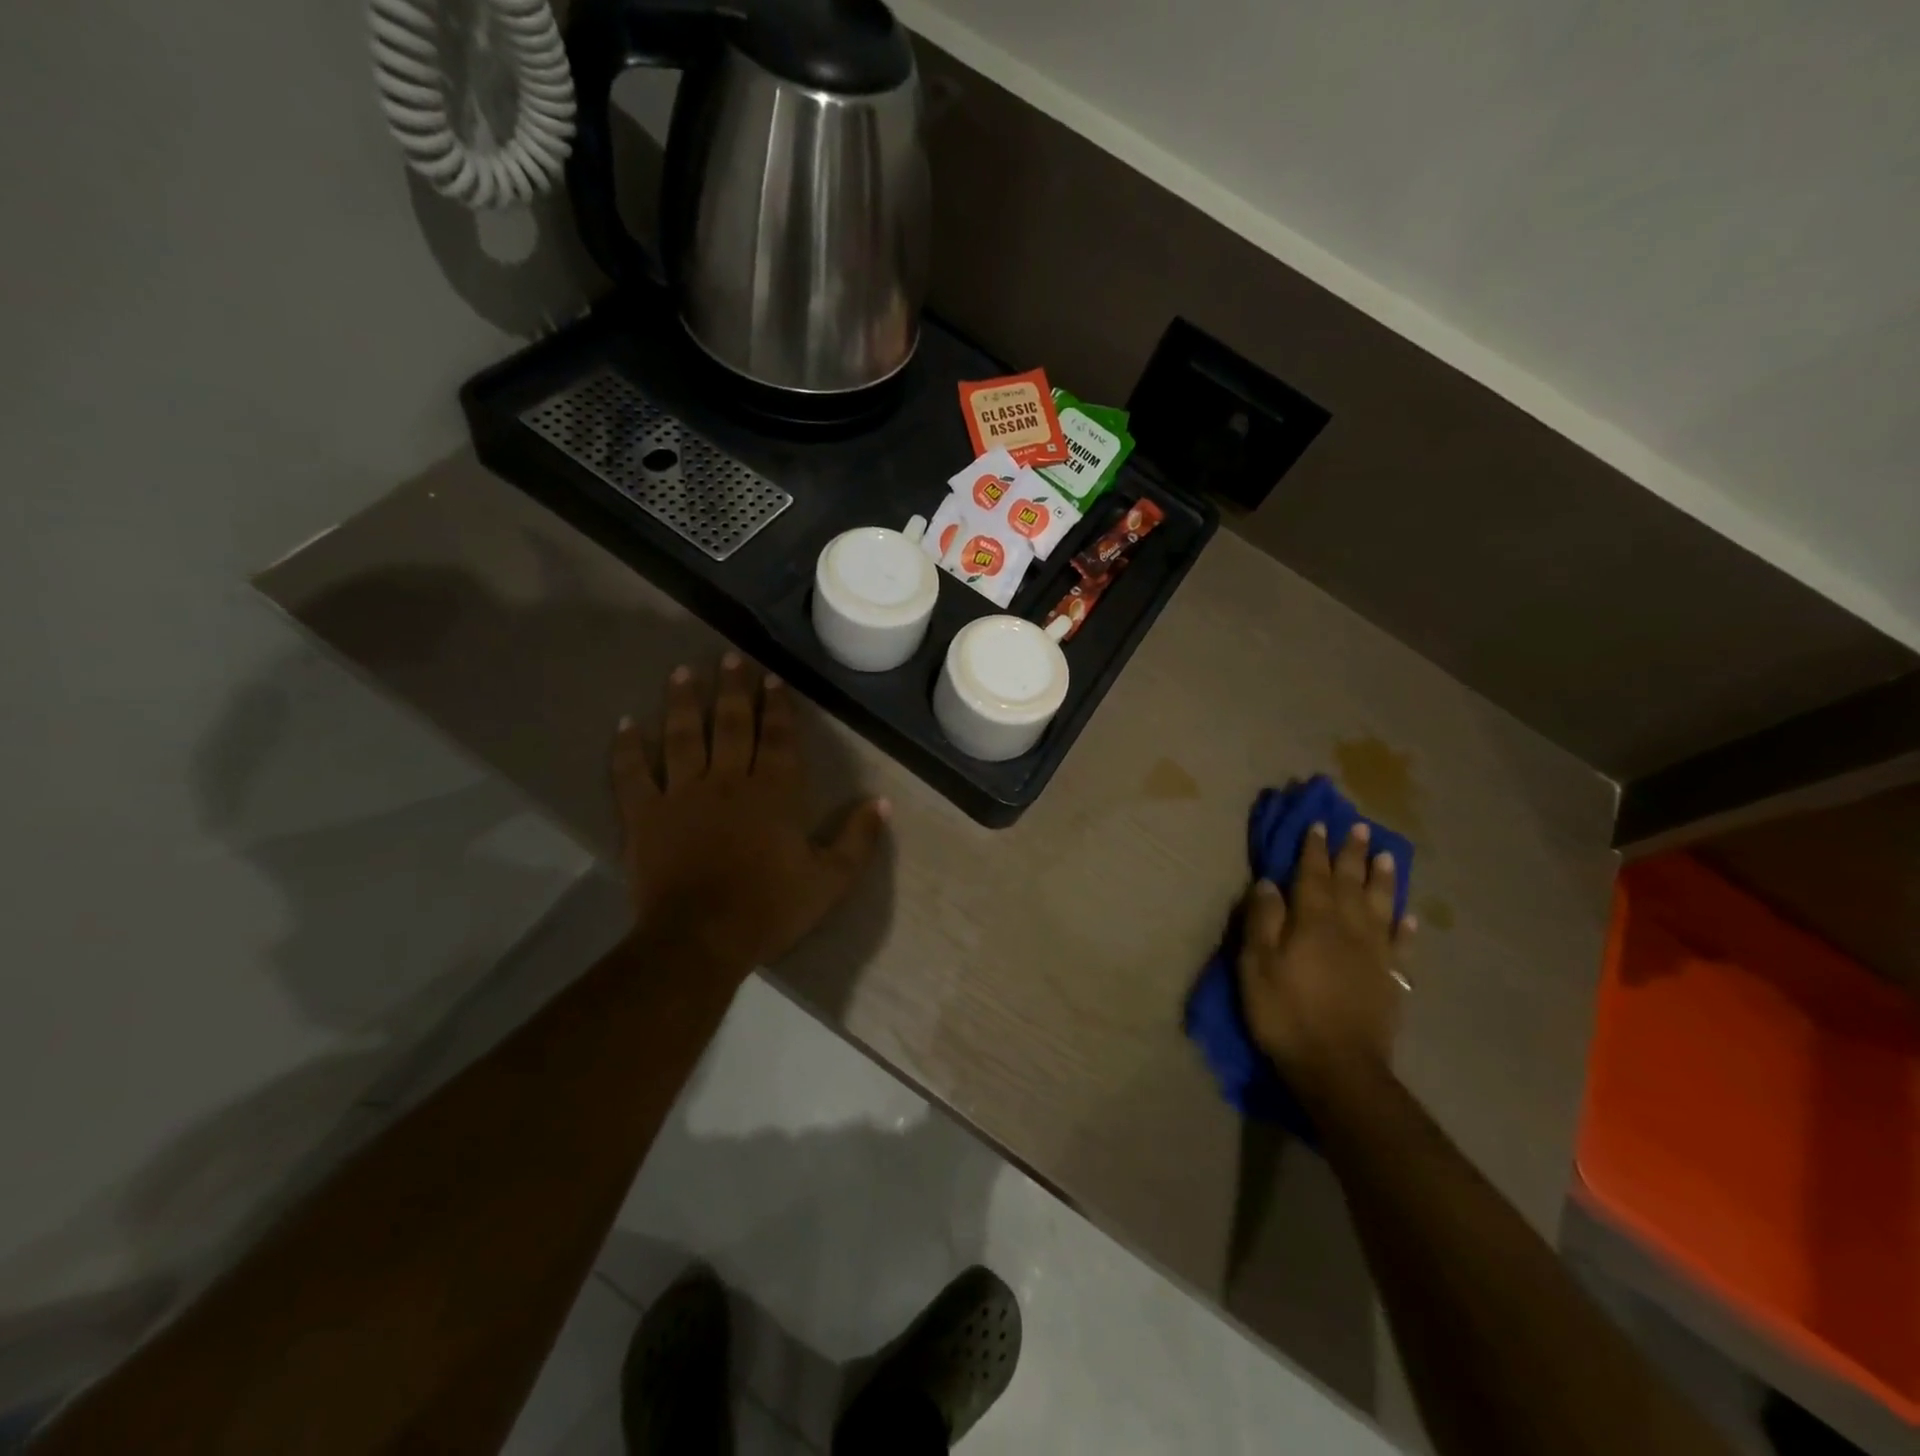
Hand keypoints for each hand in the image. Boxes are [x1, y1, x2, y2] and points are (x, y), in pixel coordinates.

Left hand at [613, 654, 888, 970]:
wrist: (702, 939)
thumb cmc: (770, 908)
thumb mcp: (830, 880)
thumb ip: (858, 839)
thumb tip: (882, 802)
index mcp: (774, 793)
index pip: (777, 738)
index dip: (777, 706)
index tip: (773, 678)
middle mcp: (728, 781)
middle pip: (731, 724)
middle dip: (733, 689)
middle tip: (730, 658)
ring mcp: (681, 794)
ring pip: (683, 736)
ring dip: (684, 702)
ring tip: (684, 672)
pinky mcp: (644, 815)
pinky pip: (632, 774)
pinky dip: (627, 748)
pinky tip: (625, 723)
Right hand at [1237, 822, 1415, 1099]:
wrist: (1339, 1068)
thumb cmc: (1286, 1013)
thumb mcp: (1257, 965)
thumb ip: (1263, 920)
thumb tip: (1269, 883)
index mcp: (1313, 921)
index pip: (1313, 875)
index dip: (1314, 849)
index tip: (1318, 824)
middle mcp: (1349, 928)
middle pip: (1351, 883)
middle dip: (1352, 854)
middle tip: (1360, 827)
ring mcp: (1376, 954)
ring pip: (1381, 906)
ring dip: (1383, 879)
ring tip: (1388, 856)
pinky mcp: (1392, 980)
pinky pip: (1402, 945)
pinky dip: (1406, 926)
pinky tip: (1408, 914)